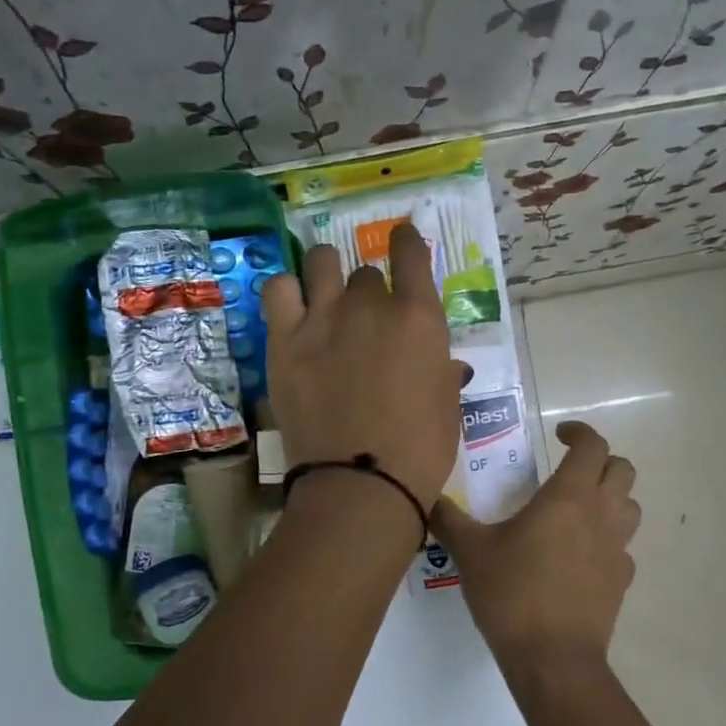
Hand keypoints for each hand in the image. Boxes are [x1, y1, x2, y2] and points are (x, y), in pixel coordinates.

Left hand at [262, 224, 466, 511]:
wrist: (361, 484)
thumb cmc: (419, 452)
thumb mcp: (447, 409)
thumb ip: (442, 374)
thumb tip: (443, 366)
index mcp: (419, 319)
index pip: (412, 254)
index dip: (406, 242)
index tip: (402, 240)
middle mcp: (371, 305)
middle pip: (366, 274)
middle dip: (369, 292)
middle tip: (365, 321)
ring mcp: (323, 319)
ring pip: (321, 263)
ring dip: (326, 271)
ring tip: (324, 292)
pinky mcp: (285, 341)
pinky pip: (277, 290)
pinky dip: (286, 290)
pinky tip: (292, 306)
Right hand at [433, 421, 640, 677]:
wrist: (552, 658)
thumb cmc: (512, 594)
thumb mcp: (470, 552)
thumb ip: (448, 519)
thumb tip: (428, 498)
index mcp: (568, 497)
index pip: (592, 446)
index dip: (579, 432)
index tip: (558, 434)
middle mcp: (601, 516)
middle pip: (622, 470)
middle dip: (599, 461)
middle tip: (568, 470)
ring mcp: (617, 550)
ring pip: (630, 507)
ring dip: (610, 498)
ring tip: (576, 510)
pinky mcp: (621, 582)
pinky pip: (622, 548)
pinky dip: (606, 541)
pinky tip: (578, 558)